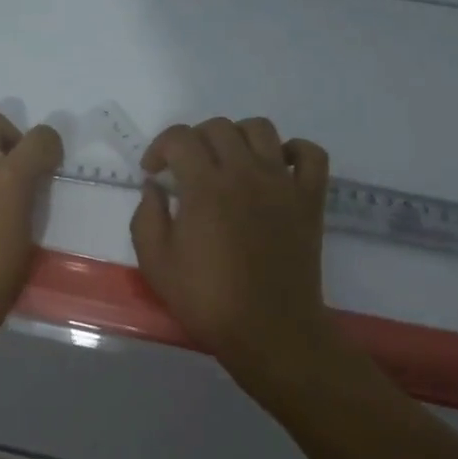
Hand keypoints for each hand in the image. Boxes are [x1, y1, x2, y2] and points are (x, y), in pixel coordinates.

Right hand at [129, 117, 331, 387]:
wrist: (269, 331)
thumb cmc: (207, 299)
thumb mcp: (155, 262)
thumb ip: (147, 216)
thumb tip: (153, 187)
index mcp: (205, 186)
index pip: (180, 138)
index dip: (159, 147)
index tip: (154, 173)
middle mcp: (245, 173)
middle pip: (218, 127)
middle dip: (194, 141)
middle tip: (186, 170)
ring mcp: (282, 183)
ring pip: (261, 129)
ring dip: (237, 137)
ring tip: (227, 162)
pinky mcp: (309, 199)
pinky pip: (311, 154)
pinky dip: (293, 151)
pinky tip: (276, 167)